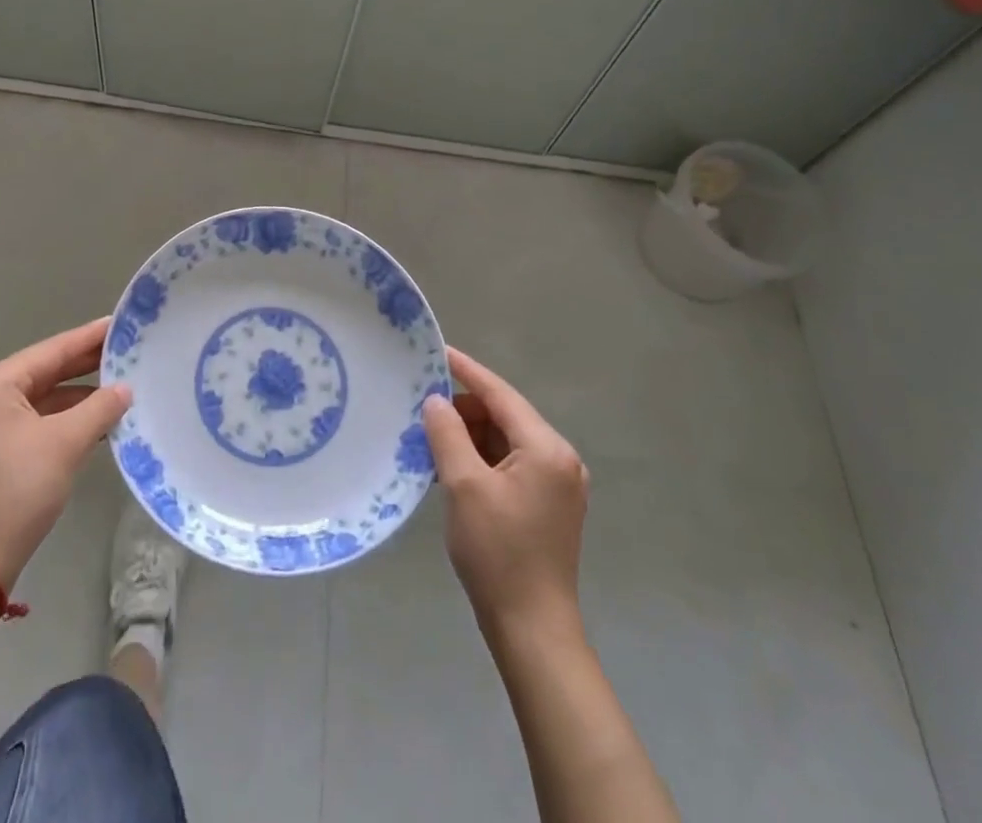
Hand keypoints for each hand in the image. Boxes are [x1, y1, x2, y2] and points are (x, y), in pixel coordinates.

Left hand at [0, 317, 131, 588]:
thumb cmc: (17, 491)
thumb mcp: (65, 443)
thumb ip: (99, 408)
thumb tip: (125, 389)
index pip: (51, 351)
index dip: (89, 338)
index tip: (121, 323)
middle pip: (44, 372)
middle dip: (85, 365)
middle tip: (126, 349)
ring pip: (40, 398)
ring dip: (77, 395)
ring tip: (120, 384)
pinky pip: (33, 420)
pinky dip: (63, 418)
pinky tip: (95, 418)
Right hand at [422, 347, 589, 634]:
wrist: (532, 630)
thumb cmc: (498, 553)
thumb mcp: (463, 486)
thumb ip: (448, 434)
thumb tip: (436, 400)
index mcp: (547, 449)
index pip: (500, 394)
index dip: (466, 370)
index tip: (437, 350)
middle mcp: (559, 459)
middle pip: (504, 416)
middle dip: (464, 410)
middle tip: (422, 412)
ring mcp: (557, 484)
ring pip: (505, 441)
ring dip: (469, 437)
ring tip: (430, 442)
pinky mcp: (548, 505)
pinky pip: (510, 464)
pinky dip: (480, 460)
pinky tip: (451, 468)